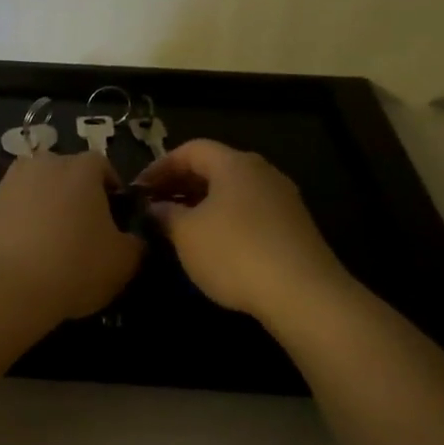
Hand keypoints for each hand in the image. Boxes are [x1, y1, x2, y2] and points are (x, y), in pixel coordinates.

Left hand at [0, 152, 143, 322]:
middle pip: (68, 176)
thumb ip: (135, 243)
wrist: (3, 286)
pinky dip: (24, 225)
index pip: (104, 167)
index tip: (116, 222)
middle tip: (86, 235)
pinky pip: (15, 210)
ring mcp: (10, 182)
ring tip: (54, 247)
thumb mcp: (123, 262)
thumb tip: (133, 239)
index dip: (112, 193)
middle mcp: (44, 163)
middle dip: (78, 199)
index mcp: (81, 167)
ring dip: (49, 210)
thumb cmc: (73, 266)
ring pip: (39, 192)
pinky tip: (28, 256)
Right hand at [136, 140, 357, 322]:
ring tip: (179, 226)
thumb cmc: (235, 253)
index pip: (191, 150)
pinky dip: (225, 219)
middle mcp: (262, 172)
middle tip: (155, 205)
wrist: (304, 294)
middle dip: (181, 184)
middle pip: (214, 167)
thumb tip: (155, 207)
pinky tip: (213, 245)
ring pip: (232, 191)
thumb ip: (165, 214)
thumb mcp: (186, 234)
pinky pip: (250, 211)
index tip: (139, 188)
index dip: (160, 165)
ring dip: (202, 203)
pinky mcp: (294, 227)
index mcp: (234, 164)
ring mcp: (283, 199)